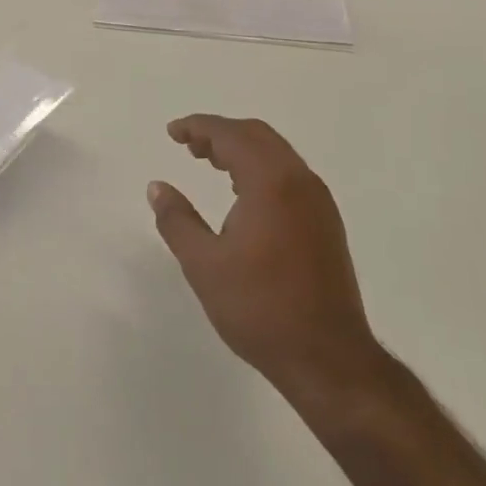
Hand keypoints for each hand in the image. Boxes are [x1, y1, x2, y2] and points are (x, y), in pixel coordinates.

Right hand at [149, 116, 385, 409]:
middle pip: (257, 136)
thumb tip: (157, 187)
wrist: (328, 359)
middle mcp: (300, 181)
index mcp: (271, 183)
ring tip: (209, 162)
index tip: (172, 132)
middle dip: (220, 133)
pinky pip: (289, 174)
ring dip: (241, 149)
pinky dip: (260, 168)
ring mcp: (318, 202)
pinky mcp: (326, 223)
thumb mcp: (203, 265)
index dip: (198, 127)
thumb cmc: (260, 308)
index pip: (231, 135)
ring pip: (276, 154)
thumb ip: (177, 220)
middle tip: (188, 145)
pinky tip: (242, 193)